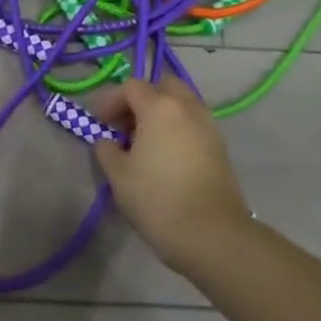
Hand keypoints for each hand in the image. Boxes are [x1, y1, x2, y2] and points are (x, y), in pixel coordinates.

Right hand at [93, 77, 252, 273]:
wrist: (212, 234)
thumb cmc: (157, 199)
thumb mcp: (118, 175)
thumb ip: (107, 150)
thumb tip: (108, 141)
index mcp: (160, 107)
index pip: (131, 87)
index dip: (111, 101)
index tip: (101, 124)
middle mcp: (187, 107)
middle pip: (162, 85)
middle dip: (141, 98)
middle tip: (126, 124)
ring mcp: (208, 125)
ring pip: (182, 102)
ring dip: (161, 112)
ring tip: (146, 141)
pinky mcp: (220, 146)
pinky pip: (194, 122)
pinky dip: (178, 127)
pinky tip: (167, 155)